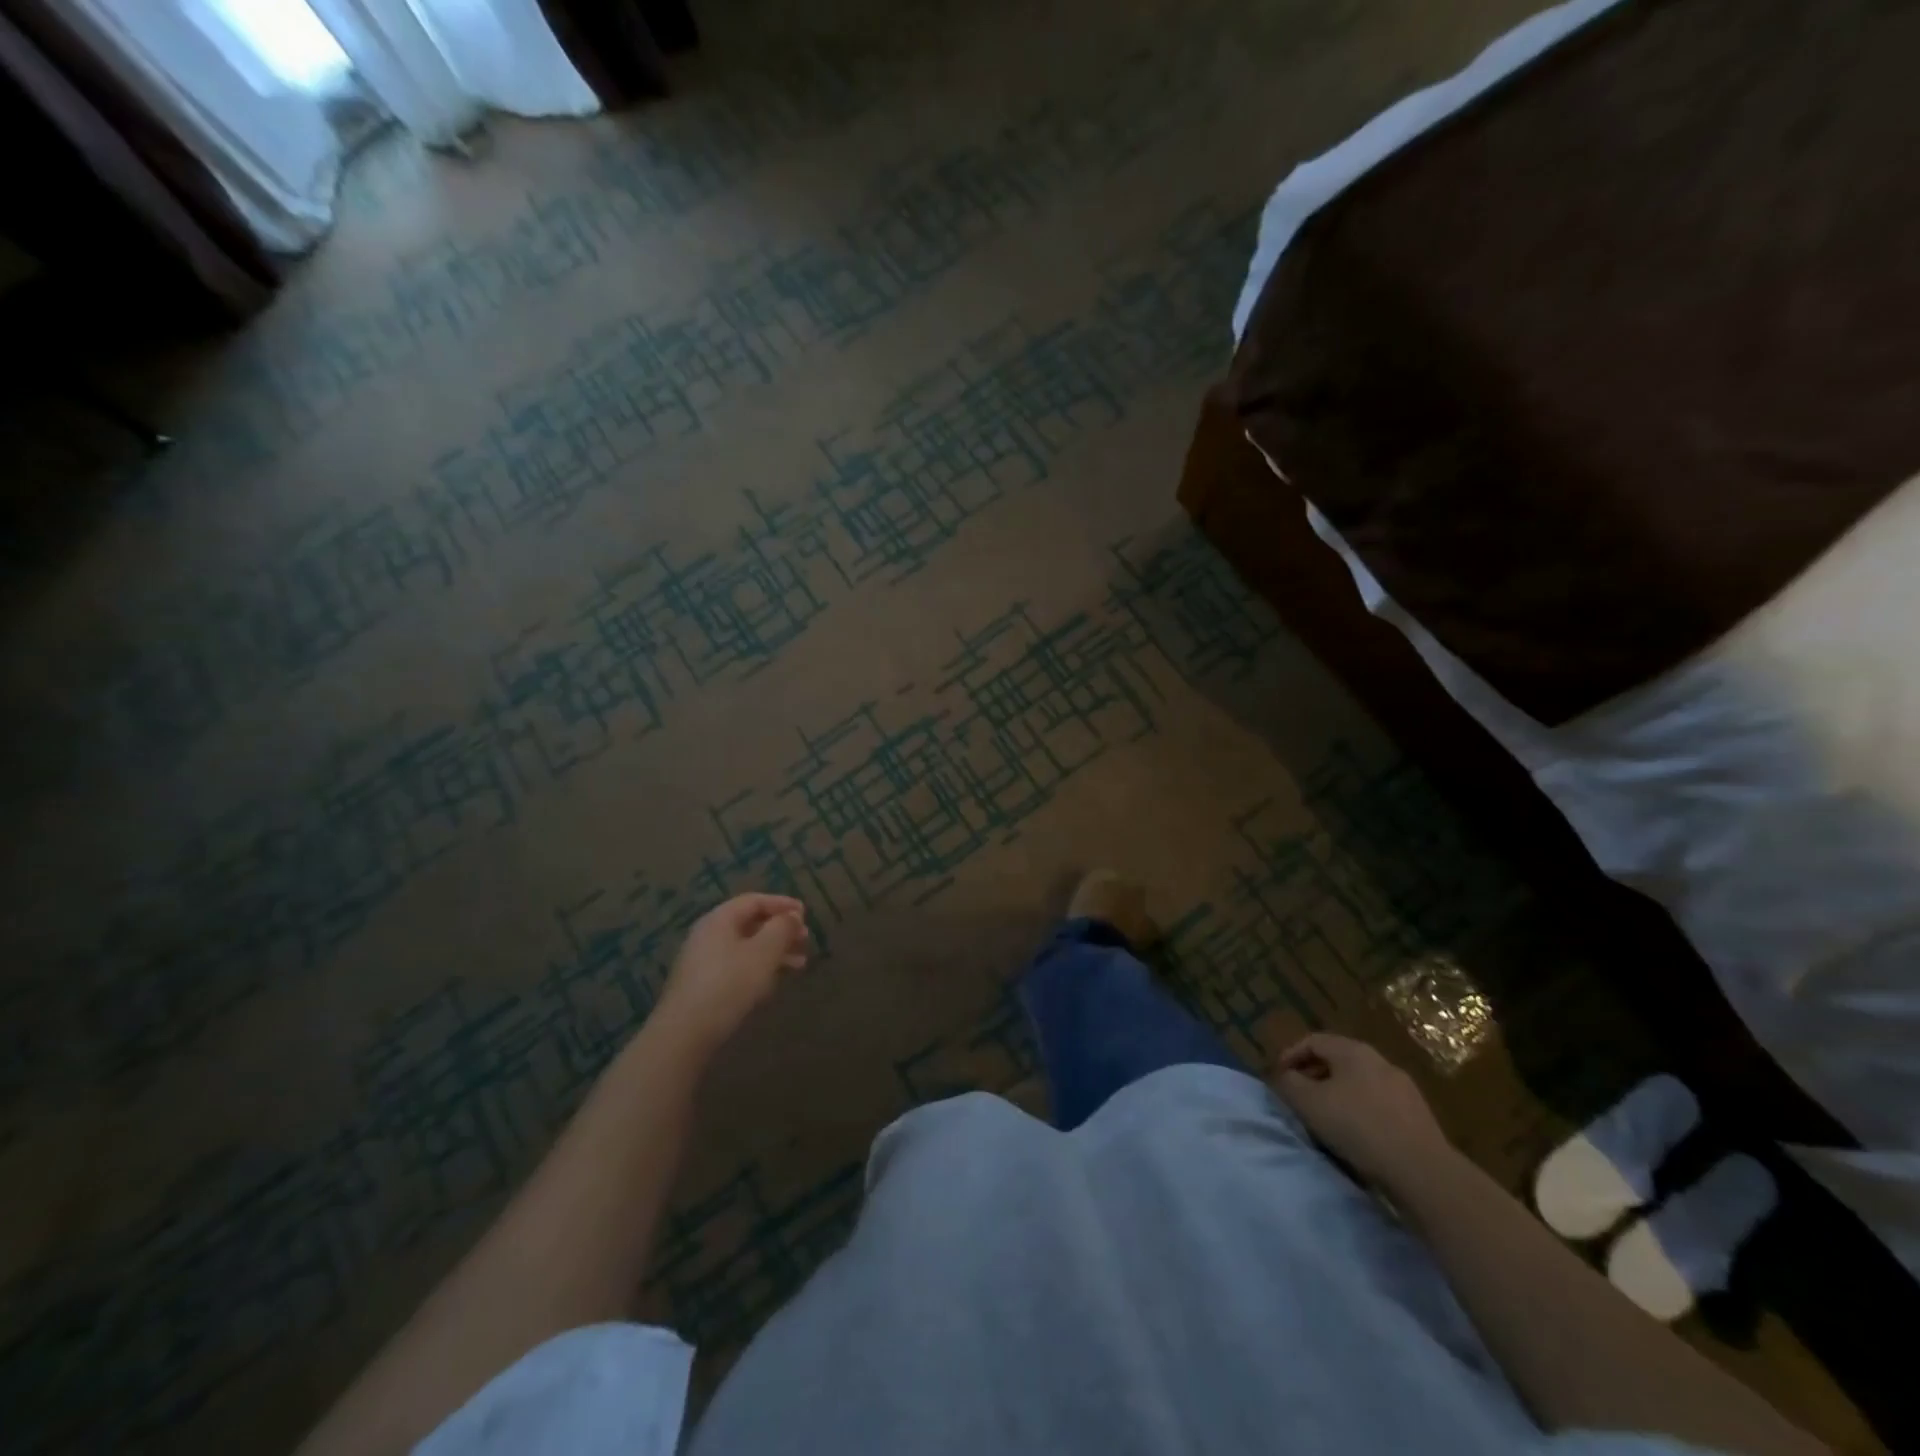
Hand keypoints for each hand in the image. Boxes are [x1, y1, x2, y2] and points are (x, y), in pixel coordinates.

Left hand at [651, 894, 809, 1060]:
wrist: (684, 1033)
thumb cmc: (729, 984)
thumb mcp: (763, 953)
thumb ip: (782, 929)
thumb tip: (792, 916)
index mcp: (720, 919)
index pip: (754, 901)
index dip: (782, 904)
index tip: (806, 913)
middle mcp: (708, 934)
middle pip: (750, 923)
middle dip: (781, 930)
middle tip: (805, 939)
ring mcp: (703, 961)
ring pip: (746, 947)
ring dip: (774, 952)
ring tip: (799, 964)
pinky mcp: (703, 985)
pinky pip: (737, 966)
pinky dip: (759, 968)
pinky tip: (773, 983)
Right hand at [1275, 1032, 1455, 1191]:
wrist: (1423, 1171)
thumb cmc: (1359, 1127)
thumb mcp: (1309, 1103)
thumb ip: (1289, 1083)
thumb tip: (1285, 1077)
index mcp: (1353, 1051)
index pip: (1313, 1041)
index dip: (1290, 1055)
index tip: (1278, 1077)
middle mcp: (1379, 1061)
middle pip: (1337, 1060)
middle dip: (1313, 1075)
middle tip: (1299, 1096)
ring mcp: (1403, 1088)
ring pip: (1359, 1082)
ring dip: (1337, 1094)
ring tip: (1326, 1117)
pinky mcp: (1418, 1115)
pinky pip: (1379, 1104)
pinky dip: (1360, 1111)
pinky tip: (1357, 1134)